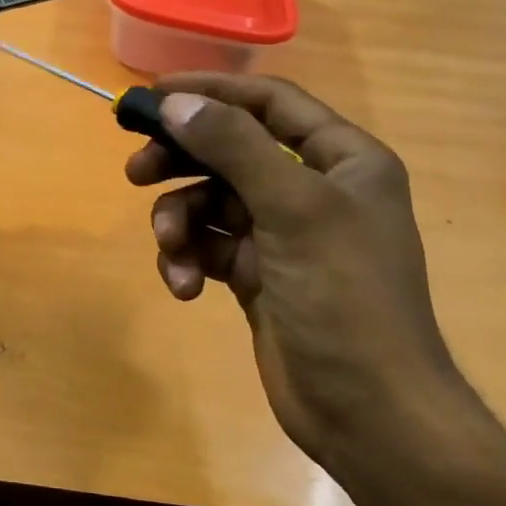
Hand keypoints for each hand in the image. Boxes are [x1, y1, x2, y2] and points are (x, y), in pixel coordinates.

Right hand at [125, 74, 475, 484]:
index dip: (211, 91)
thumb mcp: (293, 209)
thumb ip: (233, 147)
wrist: (369, 414)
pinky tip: (183, 286)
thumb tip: (176, 102)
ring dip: (180, 221)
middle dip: (181, 161)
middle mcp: (313, 188)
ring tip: (170, 247)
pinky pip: (208, 244)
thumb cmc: (345, 298)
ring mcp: (283, 233)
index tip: (153, 95)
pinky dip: (189, 258)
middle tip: (136, 171)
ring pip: (210, 201)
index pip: (269, 102)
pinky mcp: (257, 273)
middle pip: (230, 150)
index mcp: (342, 160)